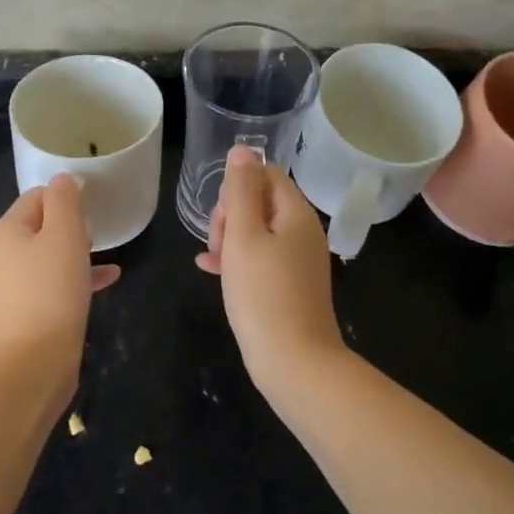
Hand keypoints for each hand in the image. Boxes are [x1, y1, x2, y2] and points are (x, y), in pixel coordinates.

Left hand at [0, 176, 120, 375]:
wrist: (34, 362)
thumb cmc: (51, 289)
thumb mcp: (64, 234)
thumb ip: (64, 201)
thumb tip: (63, 179)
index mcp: (8, 231)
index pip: (36, 196)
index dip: (64, 194)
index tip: (92, 201)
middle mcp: (5, 255)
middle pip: (41, 225)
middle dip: (70, 223)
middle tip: (98, 226)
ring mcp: (15, 286)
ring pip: (50, 255)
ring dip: (77, 250)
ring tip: (105, 250)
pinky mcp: (28, 311)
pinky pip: (56, 283)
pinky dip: (78, 277)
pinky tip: (109, 279)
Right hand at [196, 145, 344, 390]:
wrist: (295, 364)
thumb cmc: (263, 295)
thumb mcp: (244, 236)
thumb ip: (241, 190)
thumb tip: (243, 149)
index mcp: (296, 213)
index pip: (266, 173)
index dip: (237, 188)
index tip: (222, 218)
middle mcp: (303, 231)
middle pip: (261, 200)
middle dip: (231, 214)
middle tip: (217, 245)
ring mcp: (299, 259)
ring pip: (257, 230)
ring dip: (230, 238)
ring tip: (212, 261)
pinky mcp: (290, 284)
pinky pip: (260, 257)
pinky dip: (237, 259)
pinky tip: (211, 271)